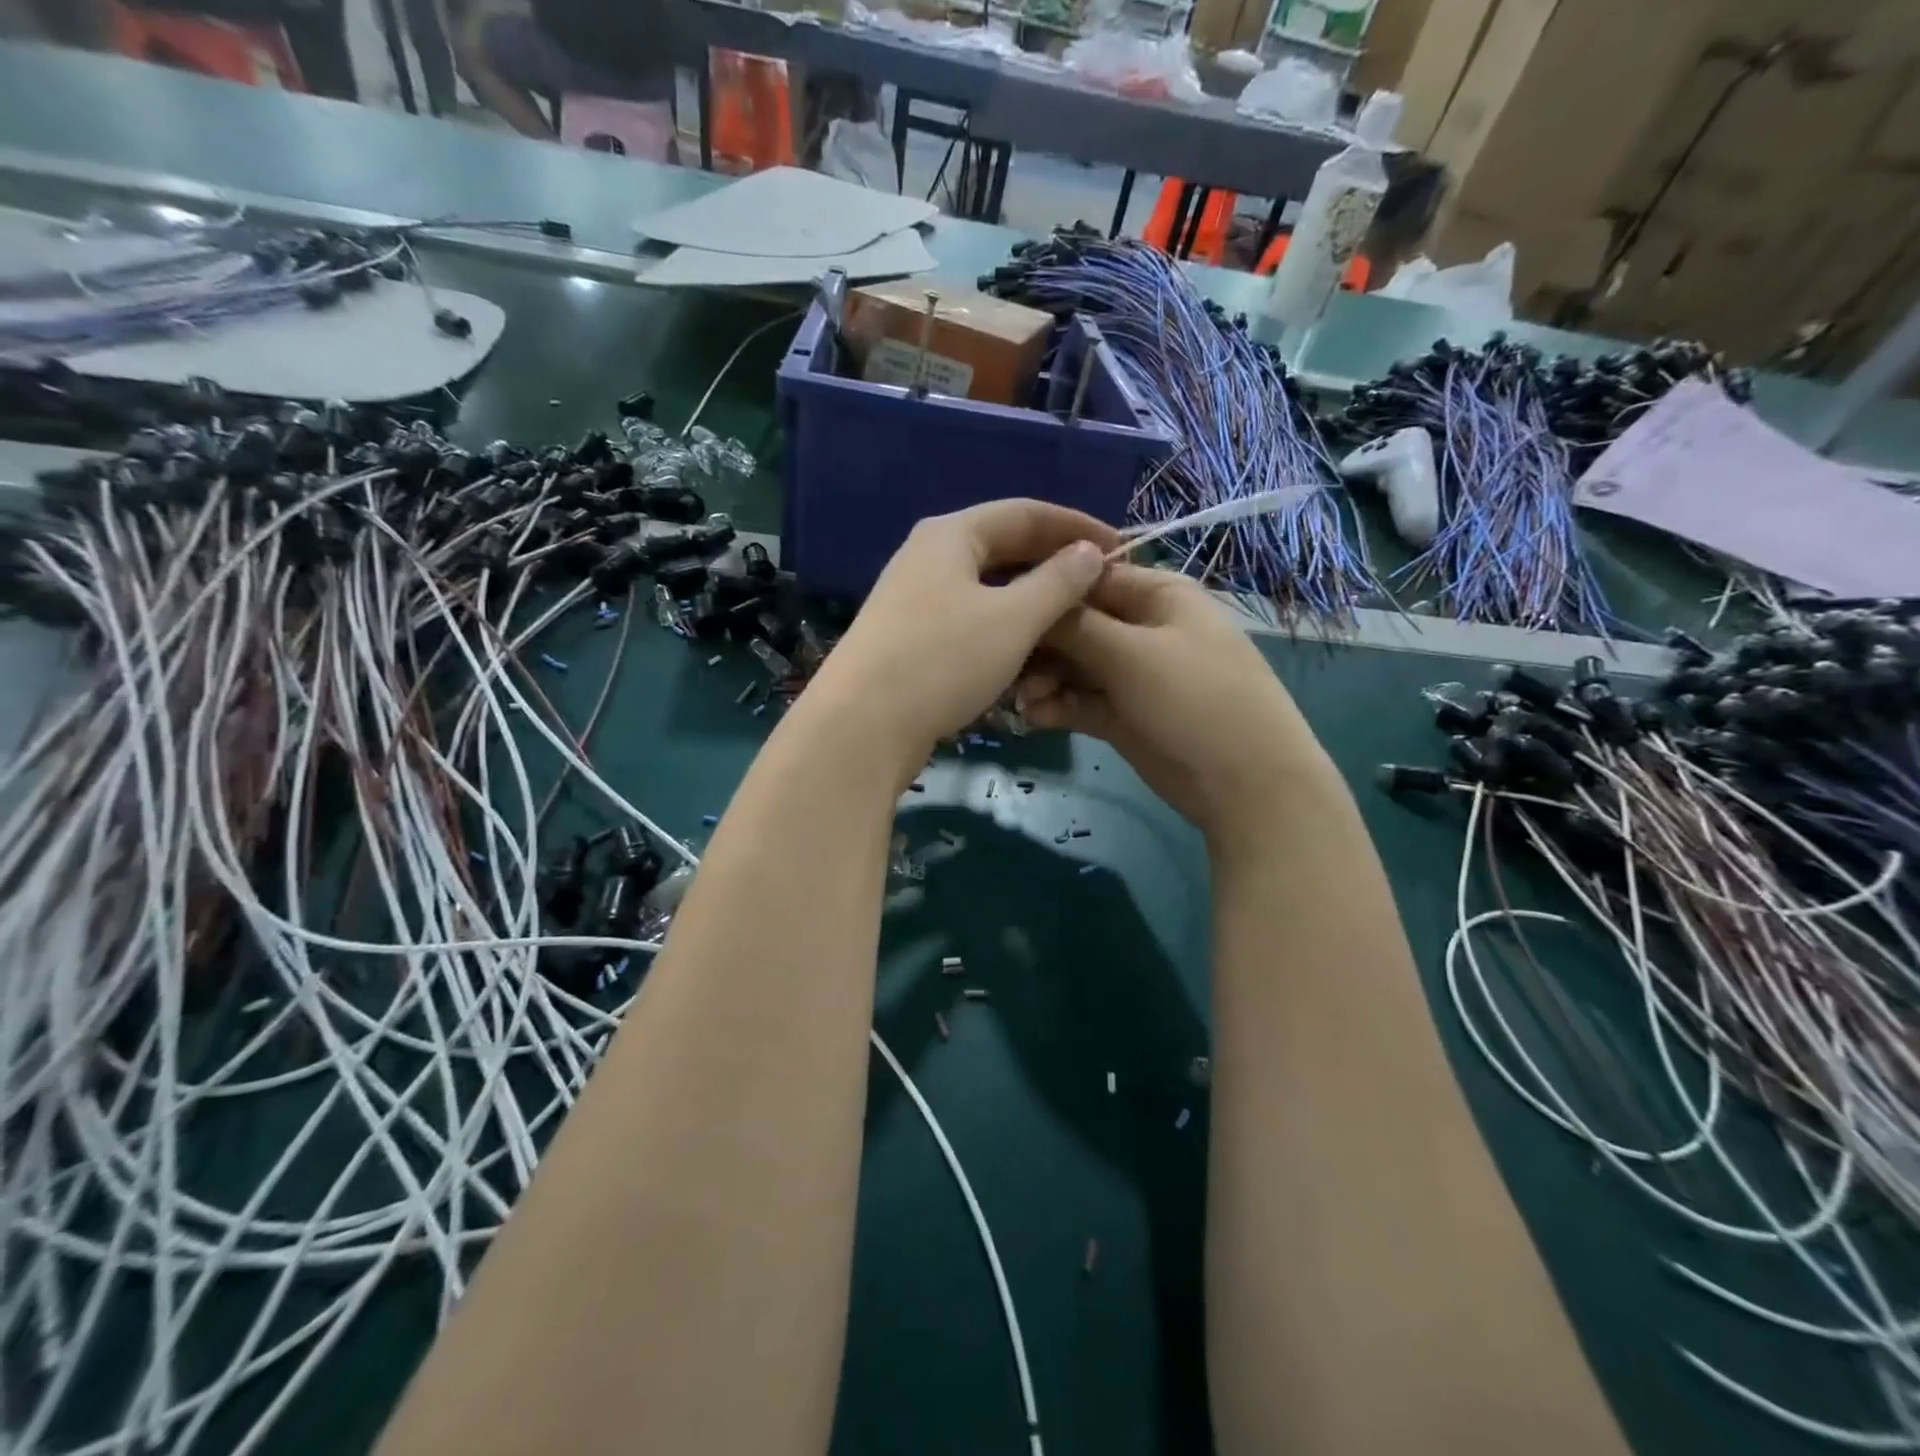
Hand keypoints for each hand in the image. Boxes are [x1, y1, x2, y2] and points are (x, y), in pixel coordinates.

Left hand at [807, 500, 1117, 776]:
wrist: (861, 728)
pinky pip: (969, 624)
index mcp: (951, 535)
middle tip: (1099, 590)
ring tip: (1071, 627)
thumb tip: (1089, 552)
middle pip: (1004, 550)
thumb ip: (1057, 582)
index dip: (1076, 527)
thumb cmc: (943, 660)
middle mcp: (928, 558)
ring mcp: (914, 601)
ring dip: (1031, 606)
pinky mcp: (909, 641)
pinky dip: (1003, 634)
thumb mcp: (1013, 619)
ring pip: (987, 592)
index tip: (1120, 549)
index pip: (1026, 513)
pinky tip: (1027, 658)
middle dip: (1054, 568)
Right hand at [1018, 565, 1329, 848]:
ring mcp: (1132, 674)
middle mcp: (1141, 628)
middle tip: (1008, 670)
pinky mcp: (1122, 715)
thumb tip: (1031, 597)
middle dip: (1041, 644)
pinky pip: (1080, 701)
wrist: (1245, 785)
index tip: (1001, 607)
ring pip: (1073, 666)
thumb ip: (1076, 625)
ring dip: (1044, 680)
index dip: (1045, 590)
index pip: (1088, 577)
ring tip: (1024, 702)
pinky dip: (1057, 706)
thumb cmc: (1195, 699)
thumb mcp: (1133, 653)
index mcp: (1156, 595)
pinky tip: (1035, 719)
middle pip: (1075, 624)